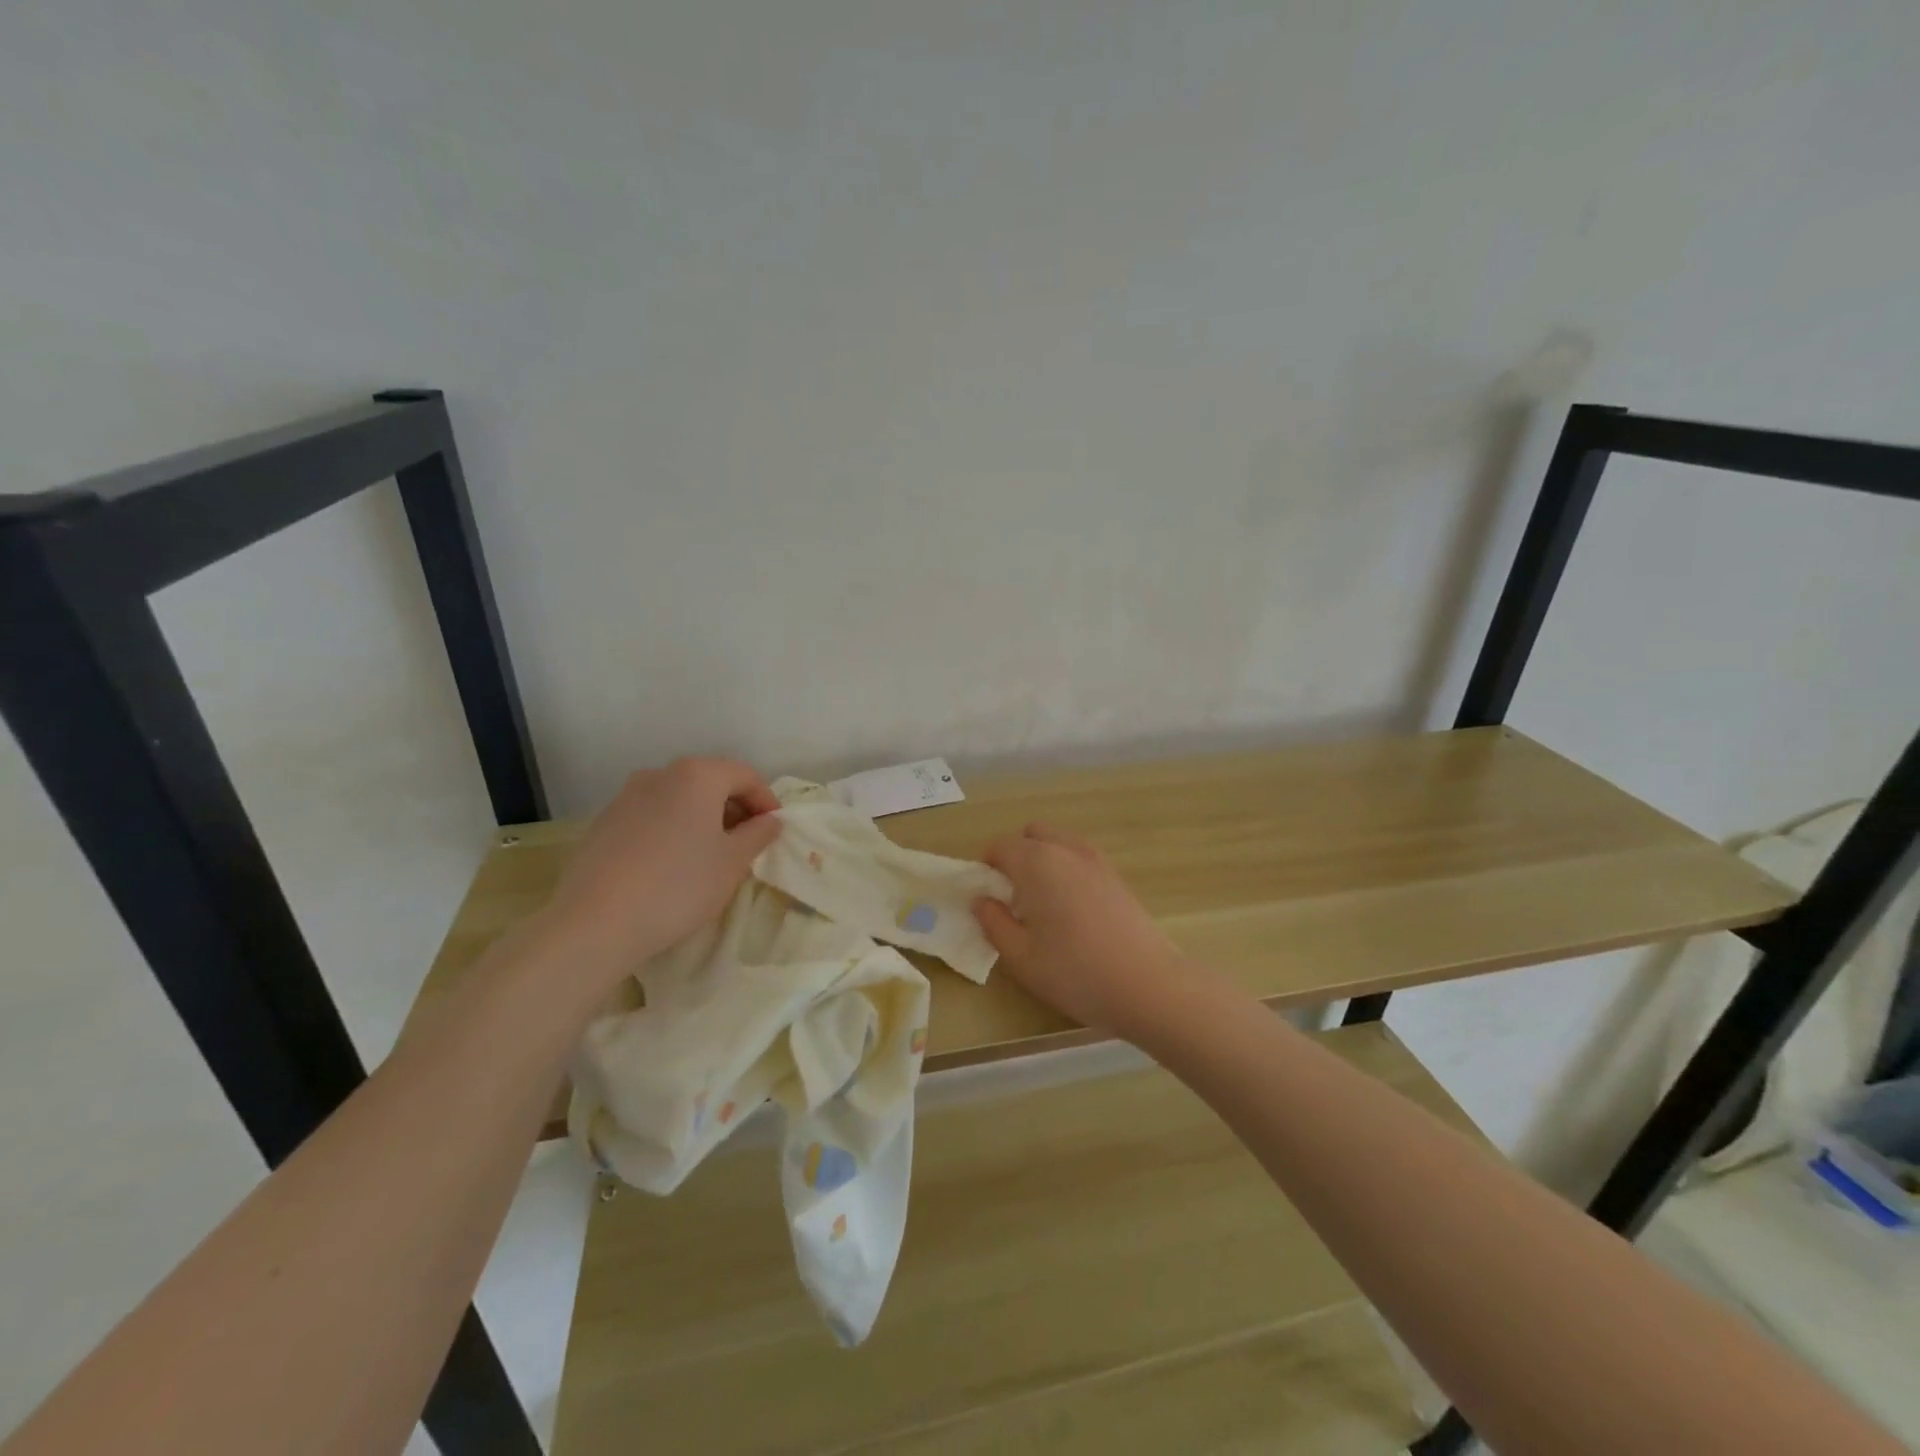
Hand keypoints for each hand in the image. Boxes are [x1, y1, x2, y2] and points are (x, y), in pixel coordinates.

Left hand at [533, 757, 781, 991]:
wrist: (595, 922)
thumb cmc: (679, 886)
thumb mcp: (732, 862)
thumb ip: (758, 834)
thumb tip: (770, 821)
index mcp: (697, 775)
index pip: (745, 775)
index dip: (766, 801)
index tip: (775, 830)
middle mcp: (660, 774)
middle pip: (710, 781)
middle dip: (734, 807)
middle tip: (747, 842)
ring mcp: (627, 796)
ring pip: (679, 797)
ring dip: (702, 817)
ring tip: (710, 854)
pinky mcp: (604, 821)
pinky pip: (652, 815)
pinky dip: (672, 828)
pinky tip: (672, 863)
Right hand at [971, 823, 1183, 1037]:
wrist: (1147, 985)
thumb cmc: (1075, 972)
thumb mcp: (1020, 957)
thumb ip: (994, 923)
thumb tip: (981, 900)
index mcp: (1036, 862)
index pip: (1000, 845)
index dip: (986, 866)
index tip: (987, 896)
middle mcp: (1066, 850)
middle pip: (1032, 833)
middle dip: (1016, 854)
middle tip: (1012, 895)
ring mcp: (1096, 860)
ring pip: (1059, 842)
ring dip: (1043, 858)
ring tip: (1042, 902)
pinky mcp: (1117, 876)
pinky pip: (1080, 857)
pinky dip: (1067, 868)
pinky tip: (1071, 908)